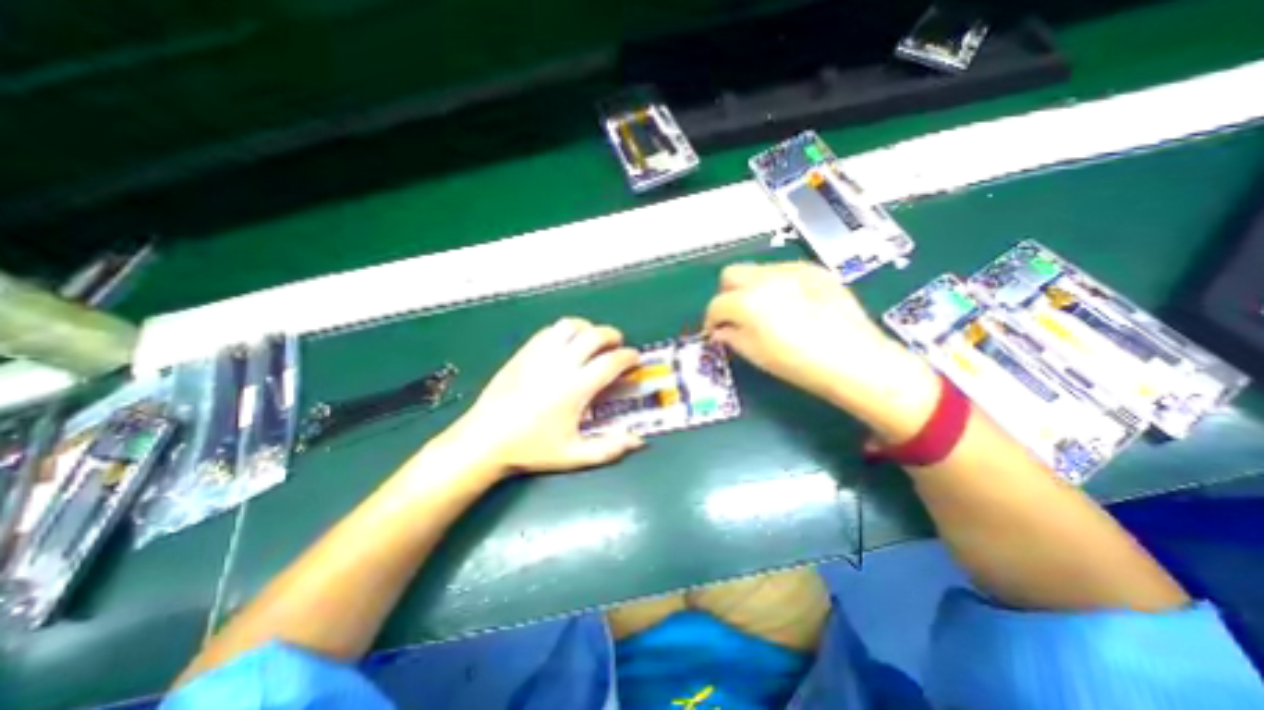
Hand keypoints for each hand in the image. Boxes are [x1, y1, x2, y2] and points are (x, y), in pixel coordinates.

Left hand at [438, 320, 652, 477]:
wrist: (485, 439)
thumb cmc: (531, 449)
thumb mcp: (574, 455)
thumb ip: (609, 448)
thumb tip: (639, 441)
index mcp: (576, 387)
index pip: (611, 361)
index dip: (628, 356)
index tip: (635, 358)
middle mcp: (561, 364)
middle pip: (594, 335)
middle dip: (612, 336)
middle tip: (617, 346)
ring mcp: (540, 354)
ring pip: (570, 326)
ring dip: (588, 328)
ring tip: (592, 341)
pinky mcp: (524, 352)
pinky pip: (549, 331)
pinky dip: (565, 331)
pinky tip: (566, 344)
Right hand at [706, 259, 941, 438]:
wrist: (853, 359)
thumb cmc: (798, 363)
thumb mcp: (755, 354)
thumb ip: (731, 337)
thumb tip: (720, 331)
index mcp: (746, 302)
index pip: (716, 305)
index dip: (712, 320)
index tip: (716, 331)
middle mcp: (764, 279)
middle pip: (730, 275)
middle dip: (727, 294)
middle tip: (735, 315)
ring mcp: (791, 270)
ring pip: (757, 270)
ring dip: (751, 287)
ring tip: (765, 310)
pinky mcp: (814, 270)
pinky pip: (784, 271)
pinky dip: (777, 284)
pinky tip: (791, 304)